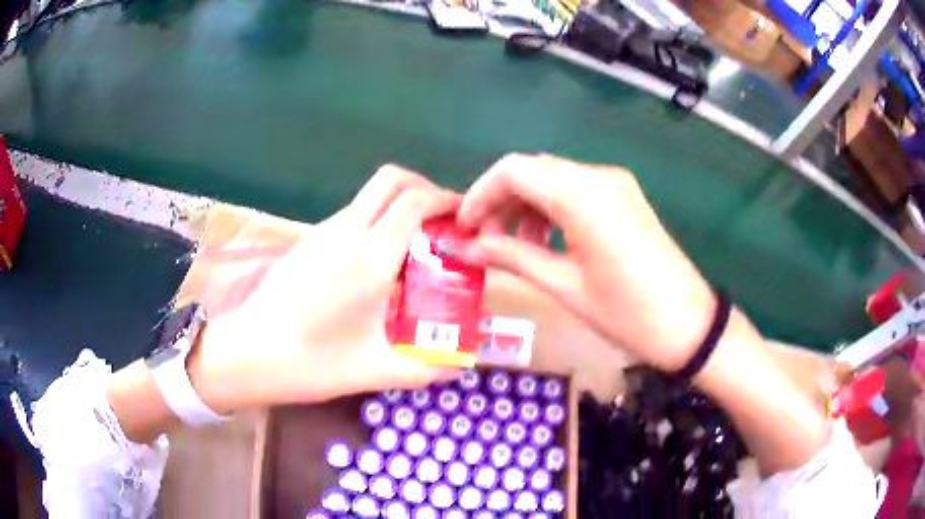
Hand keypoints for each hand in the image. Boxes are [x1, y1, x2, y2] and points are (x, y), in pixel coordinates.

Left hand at [189, 166, 460, 413]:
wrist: (247, 354)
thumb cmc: (311, 363)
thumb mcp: (376, 370)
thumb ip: (427, 367)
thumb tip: (463, 364)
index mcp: (369, 257)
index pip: (415, 202)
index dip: (447, 200)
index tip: (465, 218)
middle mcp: (346, 232)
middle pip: (391, 180)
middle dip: (424, 189)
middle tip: (442, 223)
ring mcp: (322, 232)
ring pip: (369, 197)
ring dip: (398, 207)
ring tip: (415, 247)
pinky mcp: (307, 242)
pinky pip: (352, 215)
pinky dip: (376, 222)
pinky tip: (377, 265)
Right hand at [457, 153, 715, 370]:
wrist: (689, 325)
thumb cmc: (627, 313)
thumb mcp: (564, 286)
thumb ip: (511, 257)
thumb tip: (462, 247)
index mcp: (582, 195)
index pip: (513, 170)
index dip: (480, 195)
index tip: (463, 229)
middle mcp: (598, 177)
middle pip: (533, 170)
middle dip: (501, 201)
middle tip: (486, 242)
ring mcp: (616, 184)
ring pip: (554, 179)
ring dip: (527, 206)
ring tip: (518, 249)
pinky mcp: (626, 197)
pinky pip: (577, 190)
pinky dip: (553, 209)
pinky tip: (549, 243)